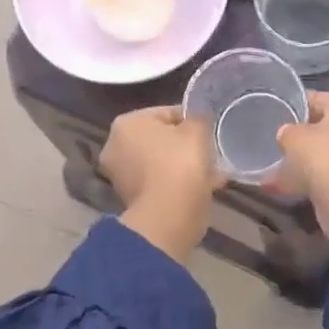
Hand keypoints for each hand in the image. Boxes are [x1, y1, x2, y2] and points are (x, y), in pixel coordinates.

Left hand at [102, 106, 222, 261]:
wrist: (168, 216)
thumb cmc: (180, 163)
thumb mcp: (198, 129)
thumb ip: (199, 117)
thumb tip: (199, 117)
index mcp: (127, 123)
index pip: (167, 113)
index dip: (192, 120)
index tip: (210, 131)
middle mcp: (116, 147)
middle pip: (161, 139)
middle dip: (186, 145)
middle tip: (211, 151)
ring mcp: (121, 176)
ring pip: (162, 163)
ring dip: (184, 165)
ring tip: (212, 171)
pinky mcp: (132, 200)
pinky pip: (161, 183)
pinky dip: (179, 183)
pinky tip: (204, 186)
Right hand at [276, 92, 328, 240]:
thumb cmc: (324, 159)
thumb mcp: (294, 138)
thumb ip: (287, 131)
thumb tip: (287, 134)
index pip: (317, 98)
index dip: (294, 105)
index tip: (275, 114)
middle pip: (325, 126)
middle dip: (301, 135)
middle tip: (276, 141)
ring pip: (327, 152)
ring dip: (304, 160)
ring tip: (275, 167)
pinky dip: (310, 179)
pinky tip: (284, 187)